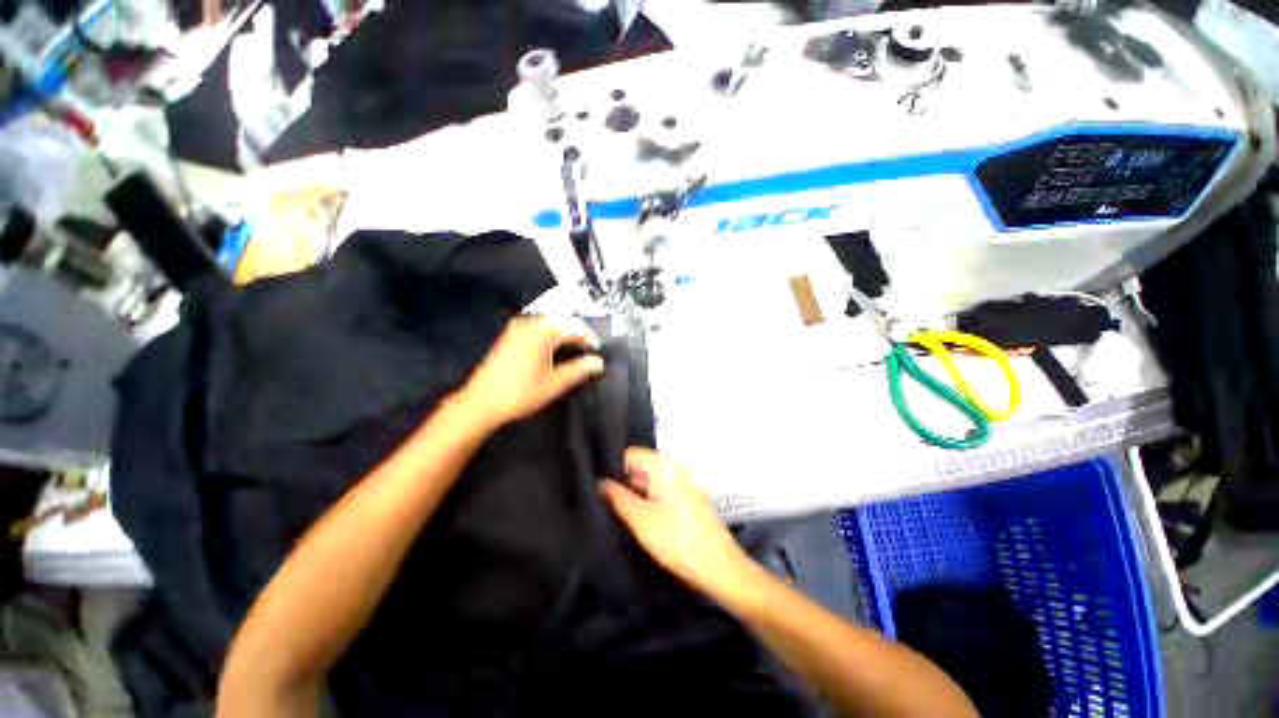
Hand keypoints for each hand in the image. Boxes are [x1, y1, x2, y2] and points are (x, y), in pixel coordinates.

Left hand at [459, 316, 604, 431]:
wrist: (481, 402)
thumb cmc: (521, 393)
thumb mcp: (555, 383)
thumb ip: (579, 370)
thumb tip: (598, 362)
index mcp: (543, 332)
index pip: (575, 326)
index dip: (589, 337)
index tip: (597, 351)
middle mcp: (530, 323)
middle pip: (562, 320)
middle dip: (577, 332)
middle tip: (587, 350)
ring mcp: (517, 328)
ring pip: (549, 323)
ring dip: (564, 332)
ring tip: (573, 349)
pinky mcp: (509, 335)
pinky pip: (537, 327)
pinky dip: (550, 334)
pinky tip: (552, 349)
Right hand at [600, 448, 757, 601]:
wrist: (719, 567)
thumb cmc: (676, 540)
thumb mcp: (640, 519)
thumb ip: (617, 497)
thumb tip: (601, 482)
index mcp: (663, 466)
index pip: (630, 454)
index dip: (613, 469)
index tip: (600, 489)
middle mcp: (674, 468)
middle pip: (640, 466)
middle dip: (624, 483)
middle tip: (606, 504)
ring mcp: (683, 483)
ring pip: (650, 481)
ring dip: (636, 494)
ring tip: (620, 514)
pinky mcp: (689, 499)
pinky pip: (662, 492)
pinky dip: (649, 501)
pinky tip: (641, 520)